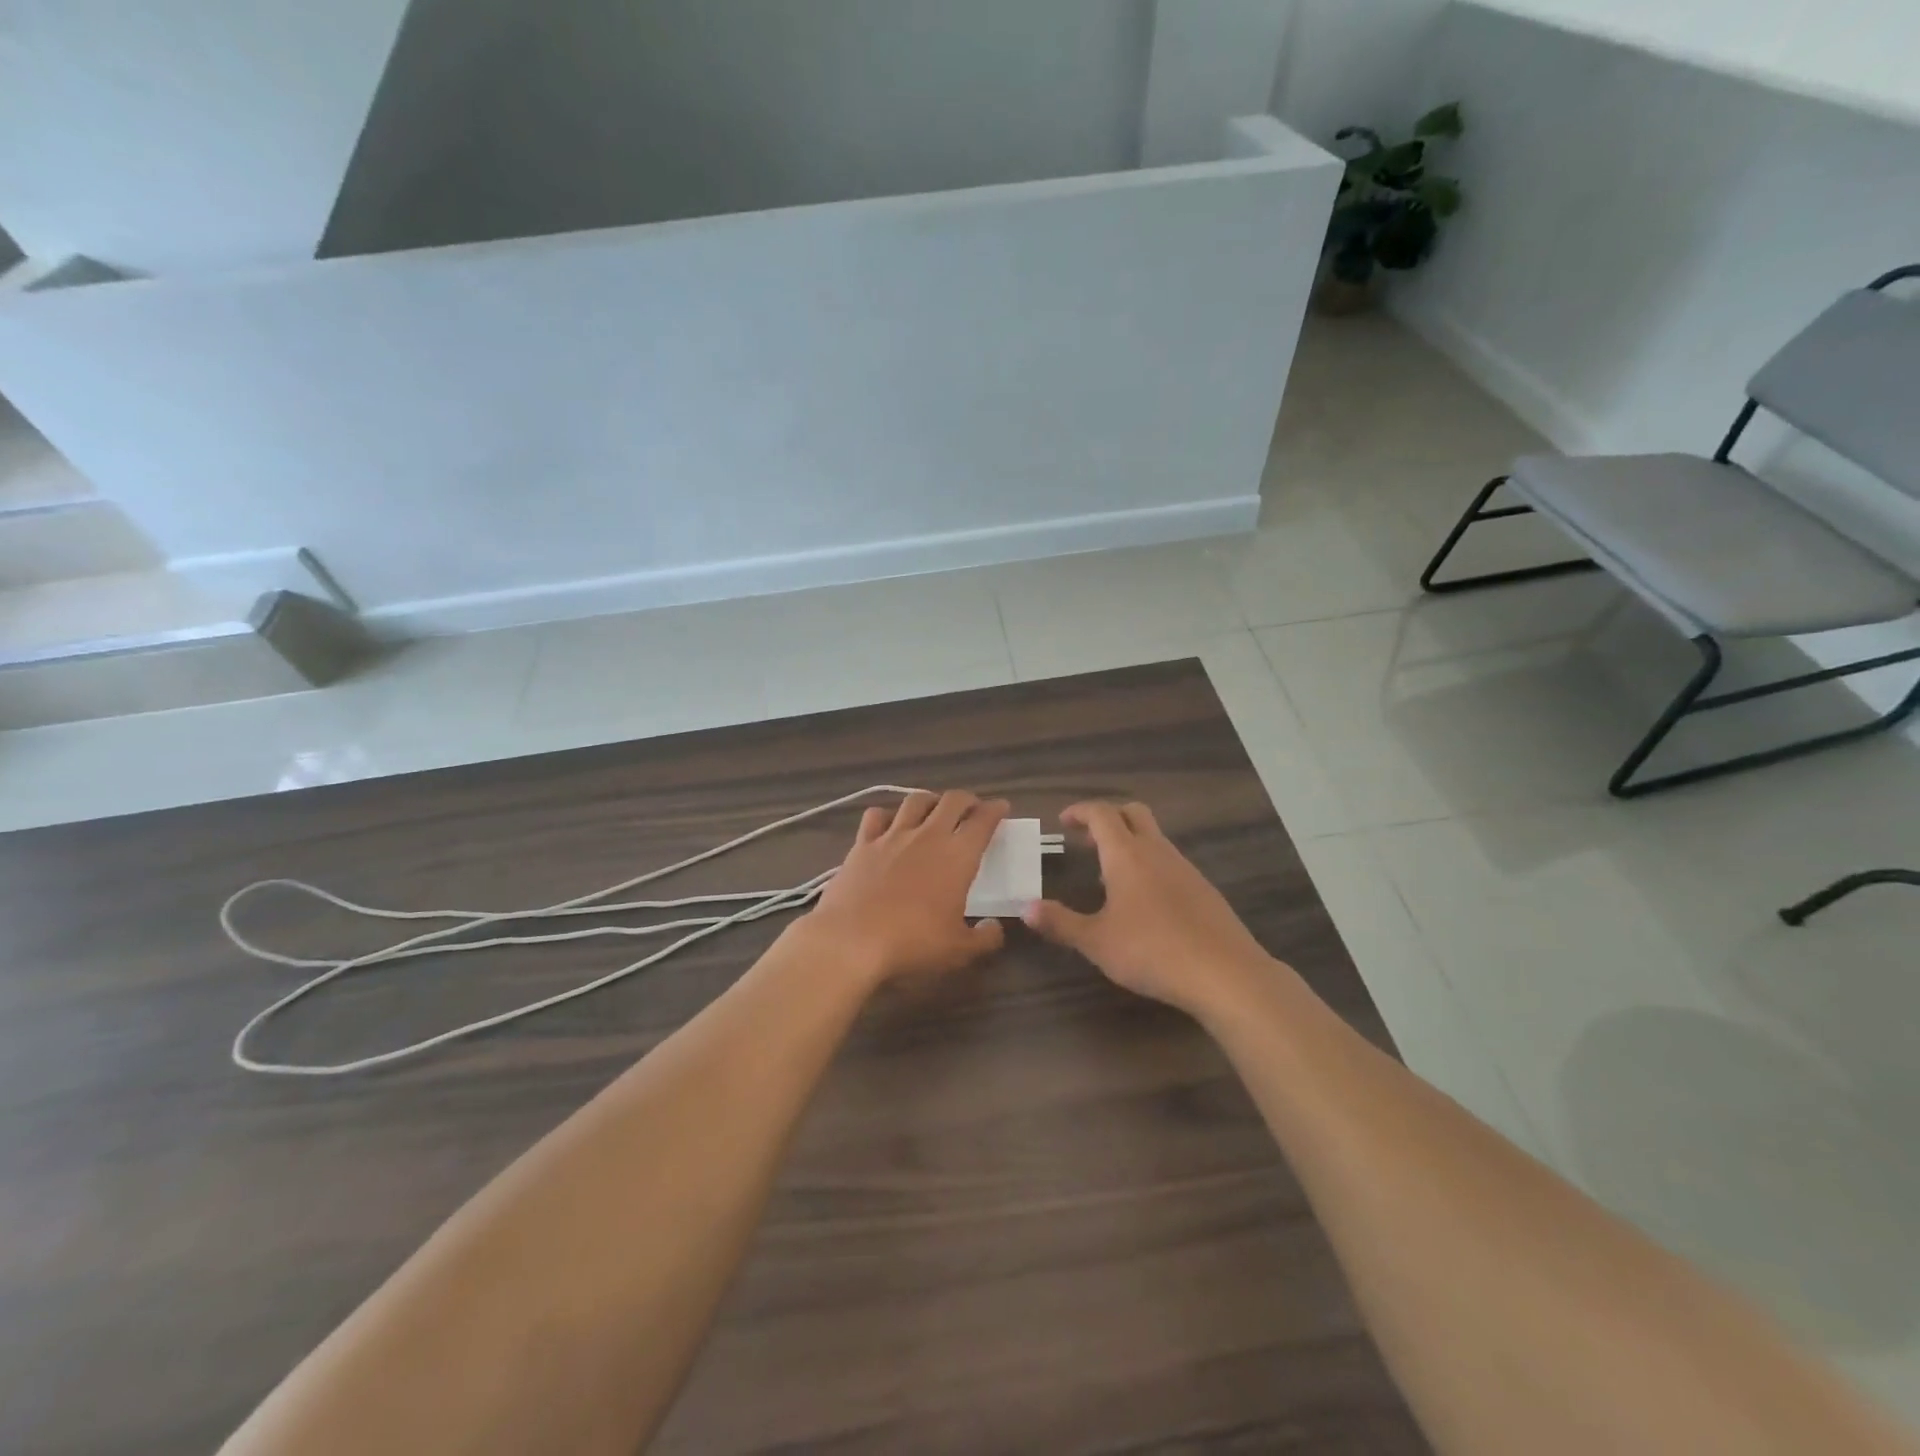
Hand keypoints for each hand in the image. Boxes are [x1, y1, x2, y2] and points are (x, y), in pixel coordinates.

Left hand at [801, 790, 1009, 985]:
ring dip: (930, 800)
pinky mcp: (862, 844)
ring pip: (915, 800)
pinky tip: (890, 824)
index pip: (983, 821)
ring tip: (934, 810)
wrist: (851, 940)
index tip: (1001, 807)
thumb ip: (985, 938)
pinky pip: (876, 816)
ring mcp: (892, 836)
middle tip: (972, 809)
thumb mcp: (959, 951)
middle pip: (952, 800)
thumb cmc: (913, 943)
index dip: (995, 810)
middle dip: (967, 800)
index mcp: (958, 855)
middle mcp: (928, 835)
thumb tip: (995, 929)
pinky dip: (888, 815)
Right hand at [1023, 801, 1277, 1017]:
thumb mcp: (1097, 942)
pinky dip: (1150, 865)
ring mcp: (1185, 868)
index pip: (1101, 814)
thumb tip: (1026, 908)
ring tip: (1109, 875)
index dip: (1080, 812)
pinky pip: (1170, 861)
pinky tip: (1144, 902)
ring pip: (1154, 837)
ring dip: (1130, 842)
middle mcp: (1157, 851)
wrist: (1225, 973)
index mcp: (1126, 855)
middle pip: (1133, 813)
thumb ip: (1060, 923)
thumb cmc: (1152, 951)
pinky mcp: (1203, 889)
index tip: (1064, 821)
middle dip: (1109, 817)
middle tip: (1087, 839)